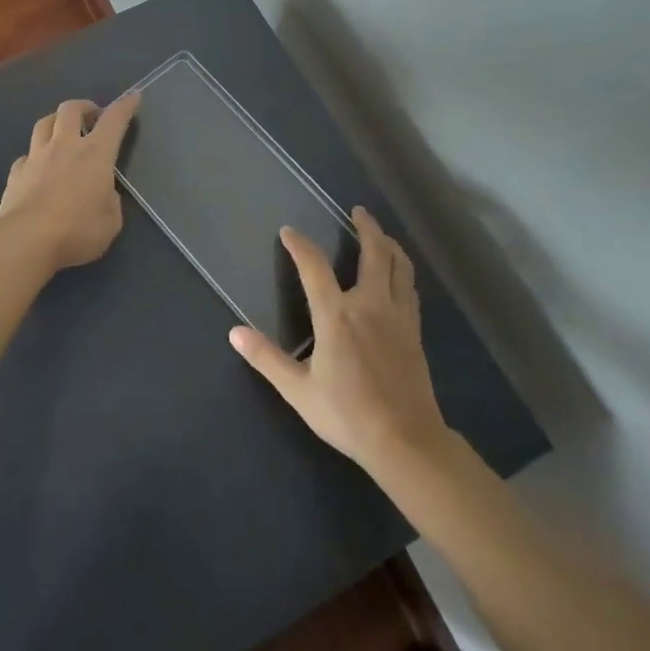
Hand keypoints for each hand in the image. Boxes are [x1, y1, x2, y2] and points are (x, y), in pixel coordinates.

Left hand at [0, 94, 140, 270]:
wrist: (26, 240)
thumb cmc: (77, 230)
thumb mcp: (111, 222)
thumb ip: (110, 201)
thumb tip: (103, 194)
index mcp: (95, 154)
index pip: (114, 120)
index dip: (125, 106)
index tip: (132, 97)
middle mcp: (65, 146)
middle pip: (71, 109)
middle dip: (84, 106)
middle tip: (92, 116)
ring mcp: (36, 157)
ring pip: (44, 124)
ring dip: (56, 122)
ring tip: (62, 132)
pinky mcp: (16, 173)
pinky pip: (27, 155)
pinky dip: (35, 156)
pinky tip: (38, 168)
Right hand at [228, 206, 446, 470]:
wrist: (405, 440)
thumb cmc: (347, 414)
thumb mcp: (298, 390)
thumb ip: (267, 358)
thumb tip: (234, 333)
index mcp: (337, 315)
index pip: (314, 267)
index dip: (300, 245)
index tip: (289, 232)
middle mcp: (370, 305)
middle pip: (374, 253)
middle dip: (366, 227)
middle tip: (358, 211)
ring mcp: (398, 317)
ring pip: (400, 267)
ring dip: (390, 245)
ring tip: (382, 235)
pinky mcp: (414, 332)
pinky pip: (410, 289)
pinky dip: (403, 272)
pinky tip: (399, 277)